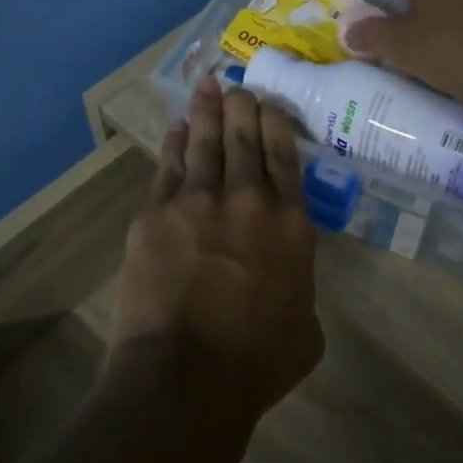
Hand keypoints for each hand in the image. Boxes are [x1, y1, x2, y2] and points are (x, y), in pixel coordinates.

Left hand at [111, 77, 323, 422]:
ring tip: (207, 86)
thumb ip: (302, 292)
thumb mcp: (306, 331)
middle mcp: (248, 200)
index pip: (285, 157)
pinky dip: (174, 143)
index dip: (278, 124)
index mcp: (291, 225)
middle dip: (243, 107)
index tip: (271, 104)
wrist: (187, 376)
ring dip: (208, 111)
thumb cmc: (257, 363)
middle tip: (239, 86)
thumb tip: (289, 283)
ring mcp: (198, 202)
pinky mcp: (156, 214)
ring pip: (205, 143)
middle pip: (245, 138)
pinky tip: (176, 127)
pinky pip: (168, 167)